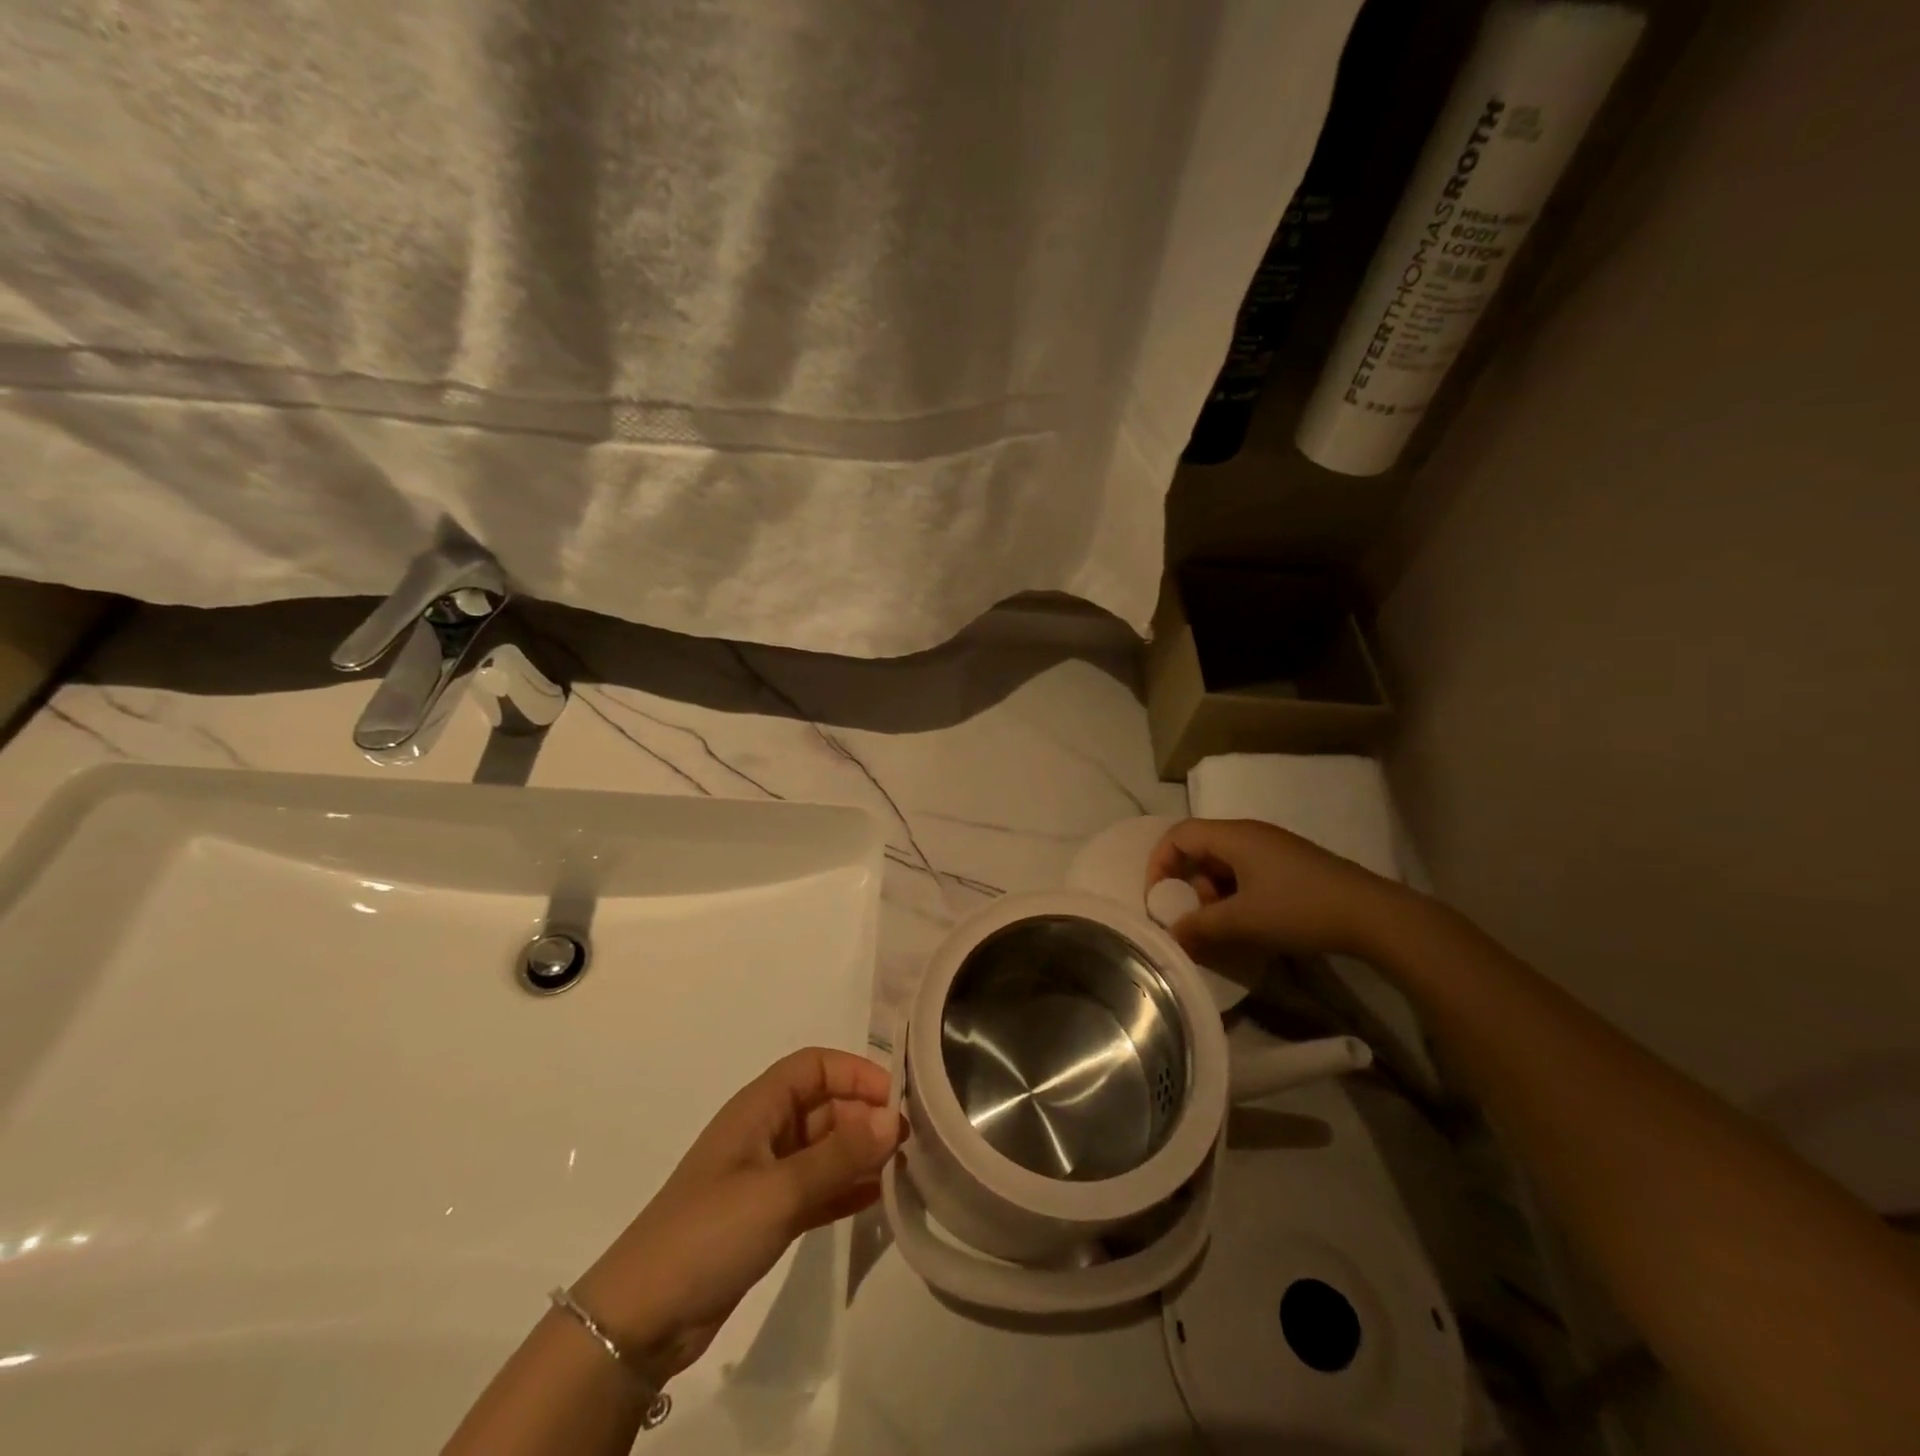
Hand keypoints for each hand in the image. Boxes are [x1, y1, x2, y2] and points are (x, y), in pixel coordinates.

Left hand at [571, 1049, 901, 1379]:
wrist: (641, 1320)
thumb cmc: (709, 1232)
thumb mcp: (779, 1190)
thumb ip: (839, 1155)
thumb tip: (894, 1120)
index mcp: (759, 1108)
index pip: (815, 1066)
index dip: (855, 1073)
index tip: (895, 1099)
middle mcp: (765, 1132)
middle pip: (825, 1106)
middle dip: (865, 1116)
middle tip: (910, 1142)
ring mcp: (766, 1176)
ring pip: (825, 1149)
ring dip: (860, 1154)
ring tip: (904, 1168)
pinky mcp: (768, 1216)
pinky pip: (819, 1188)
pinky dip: (846, 1189)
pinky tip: (879, 1198)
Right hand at [1145, 817, 1403, 959]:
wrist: (1373, 916)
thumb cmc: (1300, 909)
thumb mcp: (1243, 921)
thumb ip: (1200, 927)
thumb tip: (1171, 935)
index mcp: (1234, 835)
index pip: (1178, 835)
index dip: (1159, 864)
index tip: (1158, 899)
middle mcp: (1250, 834)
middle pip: (1200, 848)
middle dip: (1187, 883)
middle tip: (1192, 917)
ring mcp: (1273, 848)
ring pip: (1223, 863)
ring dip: (1212, 893)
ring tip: (1222, 925)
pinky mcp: (1290, 865)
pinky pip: (1246, 872)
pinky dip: (1234, 895)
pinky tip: (1247, 923)